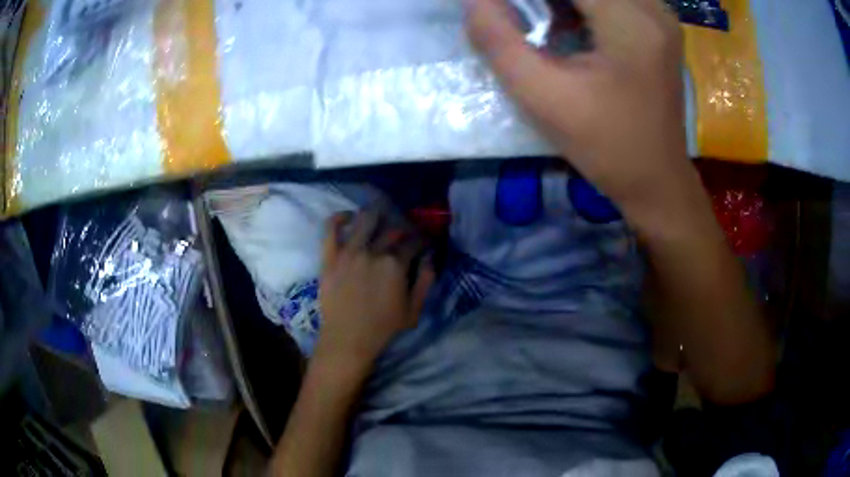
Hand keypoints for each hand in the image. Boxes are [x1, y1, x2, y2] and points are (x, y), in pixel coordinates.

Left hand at [316, 210, 434, 378]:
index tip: (423, 243)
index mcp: (395, 265)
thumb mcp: (414, 310)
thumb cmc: (383, 328)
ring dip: (375, 215)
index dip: (421, 240)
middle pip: (391, 230)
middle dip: (402, 229)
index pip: (413, 243)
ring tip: (379, 216)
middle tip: (403, 234)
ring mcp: (349, 252)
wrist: (348, 338)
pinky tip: (348, 217)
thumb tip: (429, 259)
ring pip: (364, 221)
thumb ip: (425, 281)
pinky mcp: (330, 256)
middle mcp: (373, 252)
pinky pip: (331, 229)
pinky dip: (339, 218)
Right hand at [465, 0, 696, 223]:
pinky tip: (564, 23)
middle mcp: (652, 7)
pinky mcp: (658, 25)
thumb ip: (498, 39)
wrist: (656, 180)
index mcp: (631, 21)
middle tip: (522, 20)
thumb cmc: (605, 146)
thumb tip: (473, 1)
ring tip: (540, 24)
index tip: (500, 10)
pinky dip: (579, 4)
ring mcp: (659, 14)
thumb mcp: (542, 96)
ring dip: (559, 2)